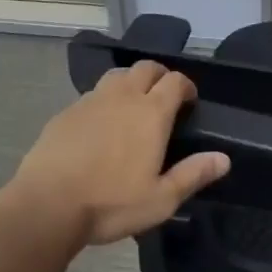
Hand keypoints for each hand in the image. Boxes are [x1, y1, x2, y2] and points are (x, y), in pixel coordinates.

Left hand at [11, 60, 230, 245]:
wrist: (47, 203)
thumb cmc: (110, 203)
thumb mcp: (160, 199)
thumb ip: (193, 174)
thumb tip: (224, 158)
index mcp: (151, 112)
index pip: (175, 81)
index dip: (186, 86)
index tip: (189, 100)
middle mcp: (124, 96)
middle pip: (147, 67)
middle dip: (160, 75)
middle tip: (163, 97)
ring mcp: (92, 99)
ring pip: (118, 75)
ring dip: (131, 81)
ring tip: (132, 103)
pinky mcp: (68, 110)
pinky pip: (93, 93)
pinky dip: (104, 99)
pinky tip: (100, 122)